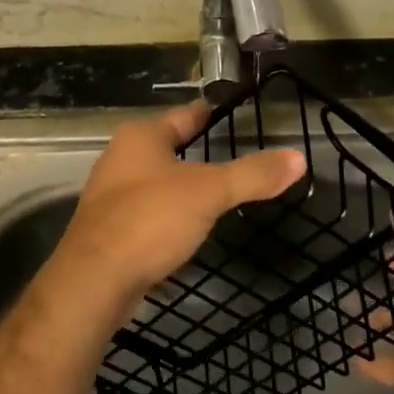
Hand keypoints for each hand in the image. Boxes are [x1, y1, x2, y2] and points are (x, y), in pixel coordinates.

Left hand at [52, 101, 306, 315]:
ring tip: (211, 192)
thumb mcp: (209, 193)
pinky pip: (145, 212)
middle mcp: (120, 158)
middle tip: (230, 155)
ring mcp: (110, 195)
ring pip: (154, 181)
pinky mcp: (107, 229)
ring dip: (179, 185)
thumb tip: (299, 158)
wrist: (94, 280)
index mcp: (141, 137)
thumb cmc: (150, 219)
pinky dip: (166, 215)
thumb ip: (253, 175)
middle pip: (166, 146)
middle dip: (194, 151)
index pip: (184, 116)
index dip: (209, 115)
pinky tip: (183, 229)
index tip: (230, 113)